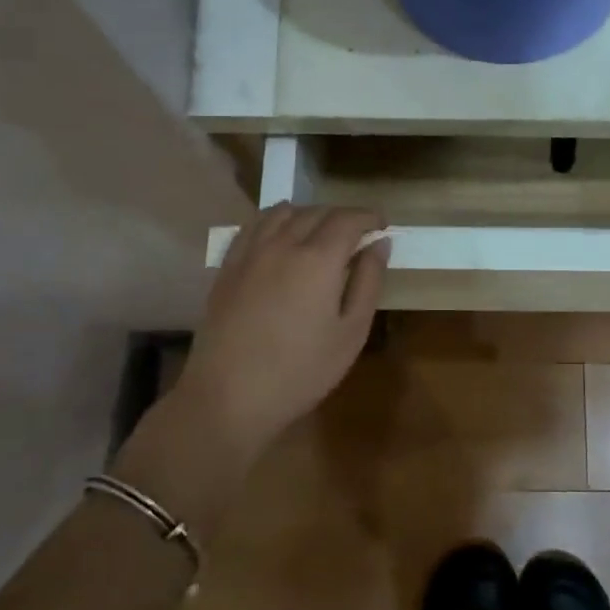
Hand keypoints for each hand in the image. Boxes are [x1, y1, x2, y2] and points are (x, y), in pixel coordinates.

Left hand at [169, 204, 388, 452]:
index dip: (369, 217)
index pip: (348, 219)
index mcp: (318, 259)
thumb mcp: (351, 333)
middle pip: (316, 212)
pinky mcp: (228, 267)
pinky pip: (253, 226)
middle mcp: (283, 244)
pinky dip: (274, 221)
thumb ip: (368, 282)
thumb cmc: (301, 372)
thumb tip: (379, 244)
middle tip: (358, 234)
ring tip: (320, 232)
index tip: (382, 225)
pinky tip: (279, 236)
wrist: (228, 398)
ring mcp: (250, 253)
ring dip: (308, 214)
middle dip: (343, 216)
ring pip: (282, 212)